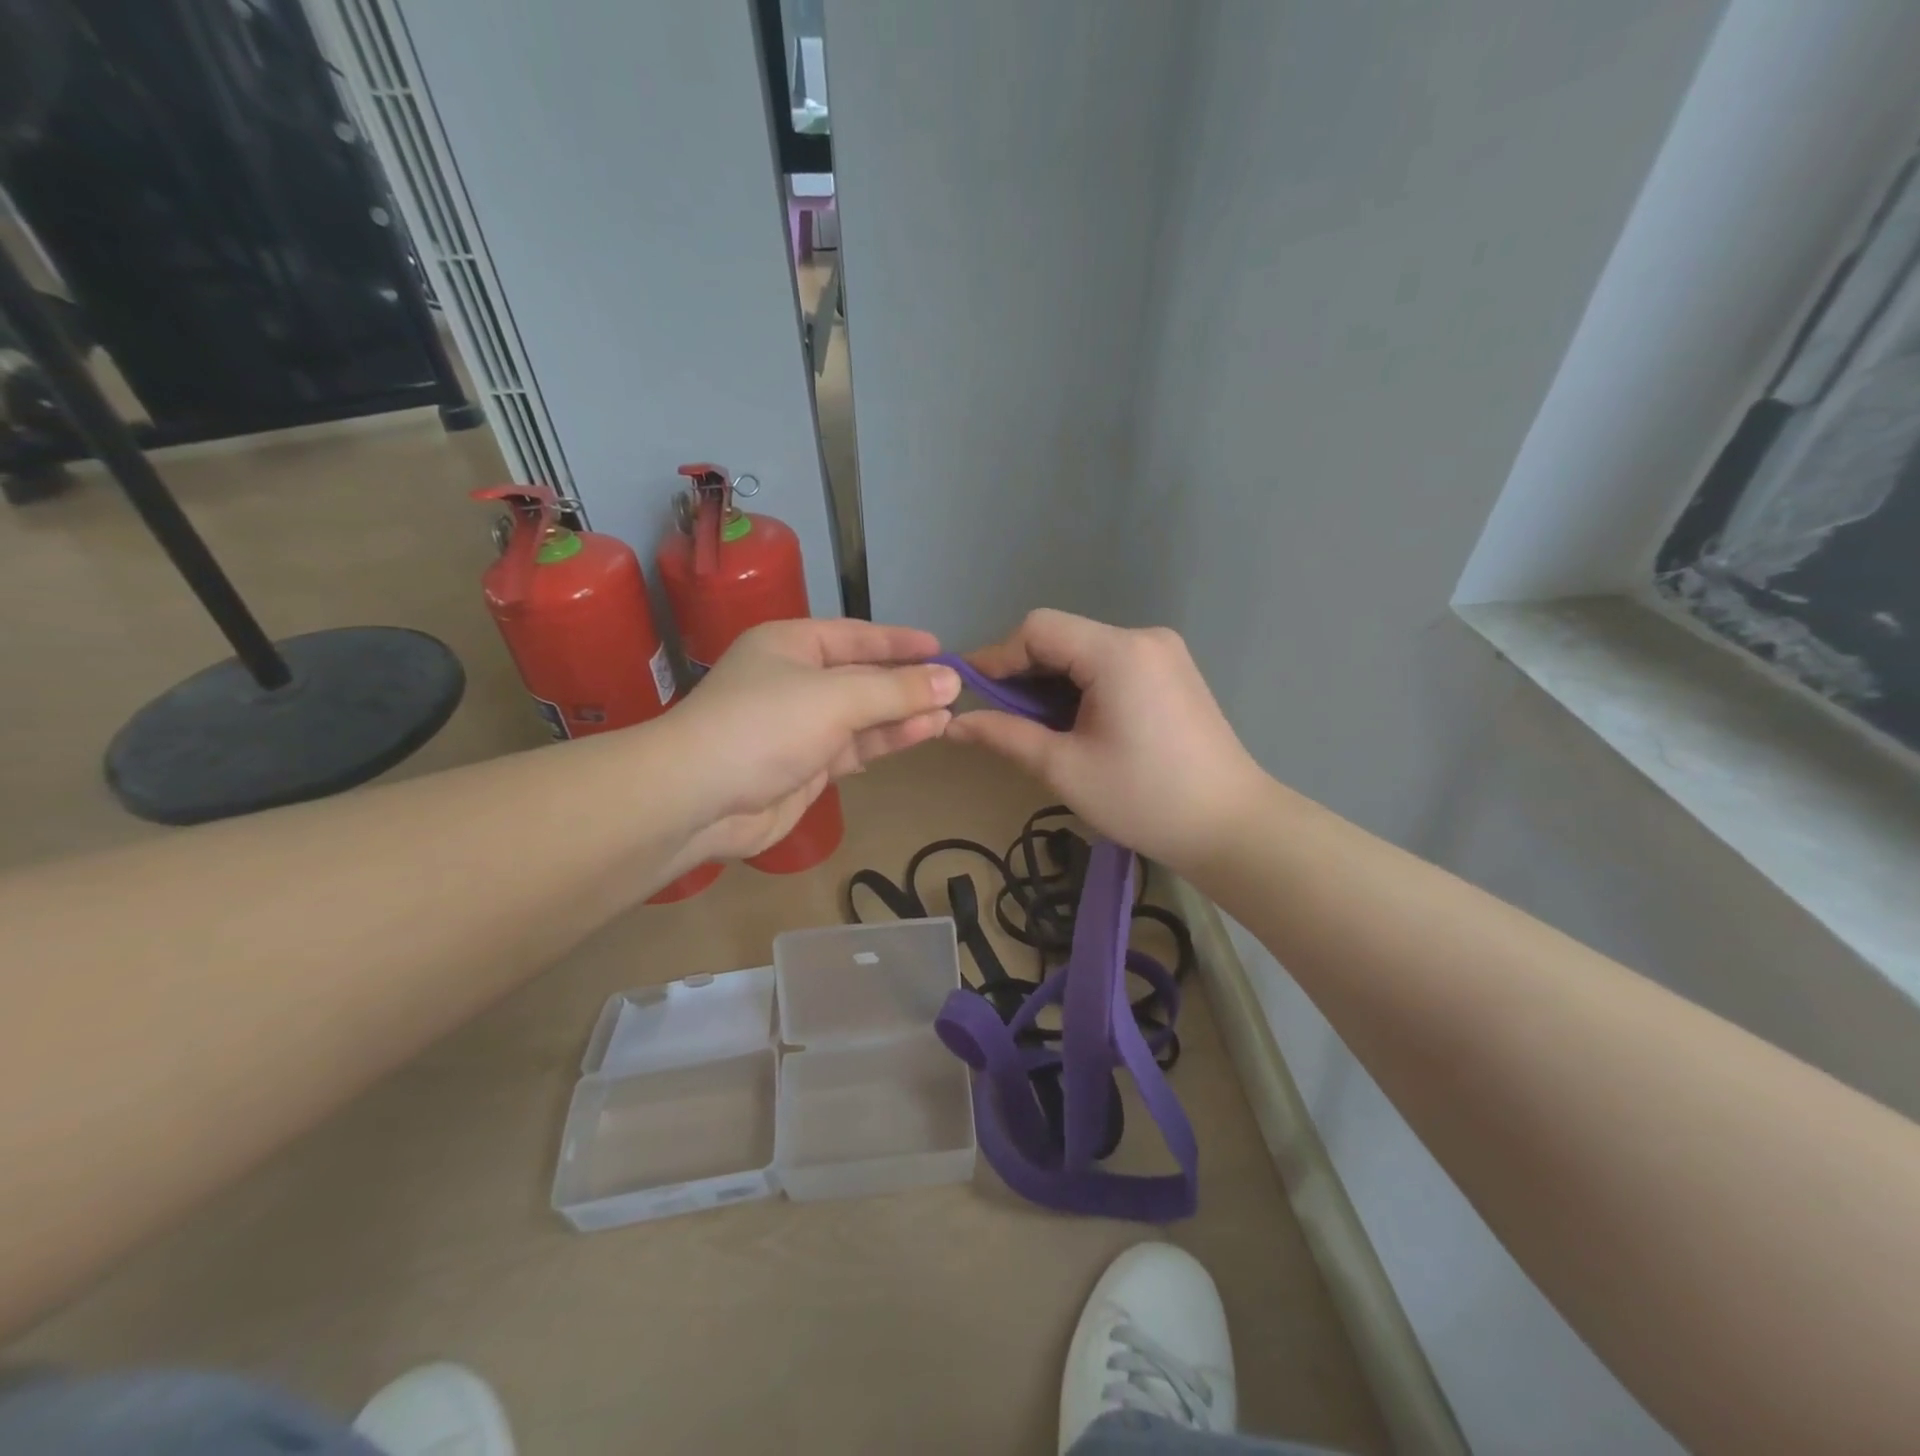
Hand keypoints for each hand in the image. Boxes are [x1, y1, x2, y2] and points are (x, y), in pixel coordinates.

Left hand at [667, 619, 960, 861]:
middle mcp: (795, 680)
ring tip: (948, 714)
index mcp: (791, 645)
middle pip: (862, 677)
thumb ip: (896, 690)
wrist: (699, 799)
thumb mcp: (836, 698)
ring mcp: (799, 726)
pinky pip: (854, 747)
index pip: (856, 636)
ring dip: (903, 715)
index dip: (899, 641)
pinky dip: (885, 741)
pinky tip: (920, 734)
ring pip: (862, 716)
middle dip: (907, 683)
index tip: (940, 647)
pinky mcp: (804, 766)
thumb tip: (951, 679)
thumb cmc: (765, 726)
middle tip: (955, 688)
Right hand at [944, 609, 1264, 872]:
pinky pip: (1111, 664)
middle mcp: (1143, 638)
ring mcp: (1164, 653)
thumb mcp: (1064, 768)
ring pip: (1085, 651)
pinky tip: (1075, 723)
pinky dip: (1081, 685)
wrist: (1231, 827)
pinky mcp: (1173, 672)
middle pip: (1062, 636)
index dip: (998, 657)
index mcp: (1118, 653)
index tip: (971, 696)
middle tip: (1000, 719)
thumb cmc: (1143, 800)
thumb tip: (953, 723)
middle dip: (1024, 673)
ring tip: (1037, 728)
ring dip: (1052, 682)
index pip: (1038, 629)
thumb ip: (1005, 736)